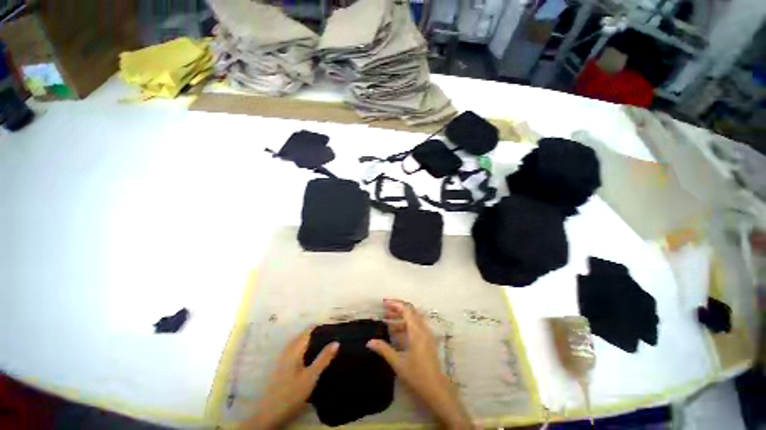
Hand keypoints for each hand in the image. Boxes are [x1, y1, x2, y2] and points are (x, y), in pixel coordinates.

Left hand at [242, 328, 338, 429]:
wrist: (268, 415)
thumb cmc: (291, 394)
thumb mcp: (311, 377)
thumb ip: (323, 358)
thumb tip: (336, 341)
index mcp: (295, 348)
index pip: (309, 329)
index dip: (322, 327)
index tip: (334, 329)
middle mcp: (288, 349)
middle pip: (305, 335)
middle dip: (318, 335)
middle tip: (333, 338)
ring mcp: (284, 358)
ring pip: (301, 343)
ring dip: (313, 342)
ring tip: (326, 347)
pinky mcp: (282, 366)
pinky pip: (297, 351)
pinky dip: (307, 350)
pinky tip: (313, 358)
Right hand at [367, 299, 473, 429]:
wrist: (436, 389)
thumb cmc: (416, 375)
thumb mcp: (398, 362)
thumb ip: (384, 349)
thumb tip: (369, 341)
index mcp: (416, 331)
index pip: (406, 309)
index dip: (395, 304)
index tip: (383, 303)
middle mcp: (422, 329)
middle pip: (410, 311)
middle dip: (397, 308)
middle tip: (384, 310)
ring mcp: (426, 334)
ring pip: (413, 318)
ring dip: (400, 317)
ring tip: (387, 320)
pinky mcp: (427, 340)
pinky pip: (416, 326)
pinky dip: (405, 324)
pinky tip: (396, 332)